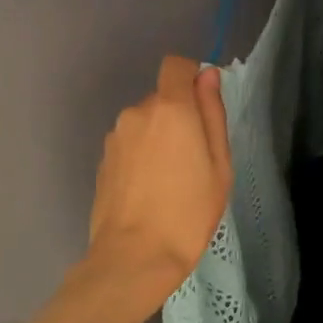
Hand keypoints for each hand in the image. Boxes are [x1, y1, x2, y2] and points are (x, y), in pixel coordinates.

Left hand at [85, 55, 233, 311]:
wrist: (134, 257)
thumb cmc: (189, 212)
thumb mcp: (219, 164)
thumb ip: (212, 113)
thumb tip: (208, 76)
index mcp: (170, 108)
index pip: (175, 65)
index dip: (191, 77)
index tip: (204, 106)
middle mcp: (137, 112)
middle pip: (162, 98)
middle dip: (179, 117)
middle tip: (195, 160)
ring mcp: (115, 137)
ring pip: (145, 122)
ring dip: (159, 138)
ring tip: (171, 181)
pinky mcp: (103, 160)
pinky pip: (130, 144)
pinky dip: (142, 156)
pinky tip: (149, 191)